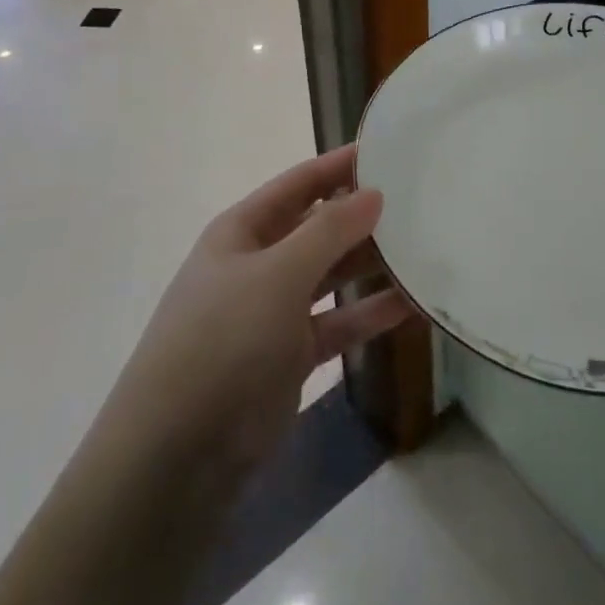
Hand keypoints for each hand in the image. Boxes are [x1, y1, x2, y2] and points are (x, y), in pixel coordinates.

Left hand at [104, 144, 413, 484]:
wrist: (178, 455)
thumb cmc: (224, 341)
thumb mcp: (277, 275)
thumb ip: (329, 231)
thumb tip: (373, 192)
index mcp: (242, 231)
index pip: (299, 183)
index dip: (340, 165)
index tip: (390, 150)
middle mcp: (258, 263)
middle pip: (319, 228)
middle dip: (364, 216)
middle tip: (422, 203)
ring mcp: (274, 311)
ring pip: (332, 275)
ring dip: (372, 264)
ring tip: (427, 249)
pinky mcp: (290, 356)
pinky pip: (338, 323)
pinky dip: (369, 315)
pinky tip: (412, 305)